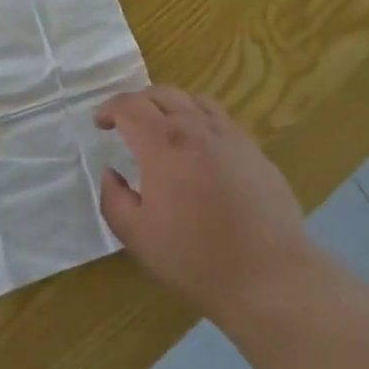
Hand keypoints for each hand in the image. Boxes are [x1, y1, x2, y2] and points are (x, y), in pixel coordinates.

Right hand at [95, 87, 312, 324]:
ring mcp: (228, 133)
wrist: (268, 275)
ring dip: (169, 105)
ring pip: (192, 99)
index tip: (100, 123)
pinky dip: (198, 118)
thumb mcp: (138, 237)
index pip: (129, 107)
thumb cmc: (195, 258)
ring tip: (162, 127)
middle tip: (126, 122)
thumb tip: (111, 173)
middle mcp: (194, 126)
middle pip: (160, 94)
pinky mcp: (252, 147)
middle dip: (137, 102)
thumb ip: (114, 199)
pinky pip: (219, 118)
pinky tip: (199, 146)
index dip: (109, 109)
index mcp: (162, 143)